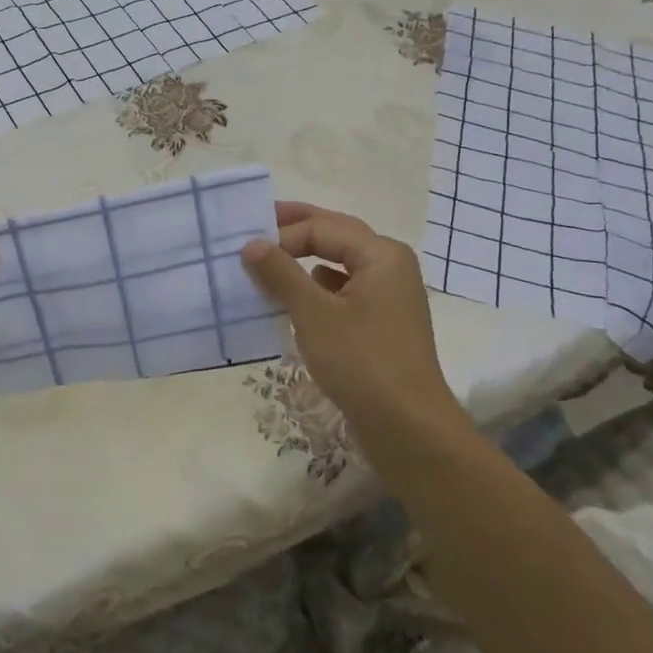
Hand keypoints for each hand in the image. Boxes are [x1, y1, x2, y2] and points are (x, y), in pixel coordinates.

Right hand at [242, 202, 467, 438]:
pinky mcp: (381, 324)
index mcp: (381, 254)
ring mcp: (389, 297)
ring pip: (340, 265)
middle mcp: (390, 267)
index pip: (323, 227)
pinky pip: (344, 293)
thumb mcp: (314, 314)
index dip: (283, 234)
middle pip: (337, 236)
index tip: (246, 249)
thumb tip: (252, 244)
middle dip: (296, 231)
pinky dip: (317, 290)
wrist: (407, 427)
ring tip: (268, 265)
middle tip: (256, 226)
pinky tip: (294, 304)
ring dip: (305, 262)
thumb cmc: (361, 362)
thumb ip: (281, 274)